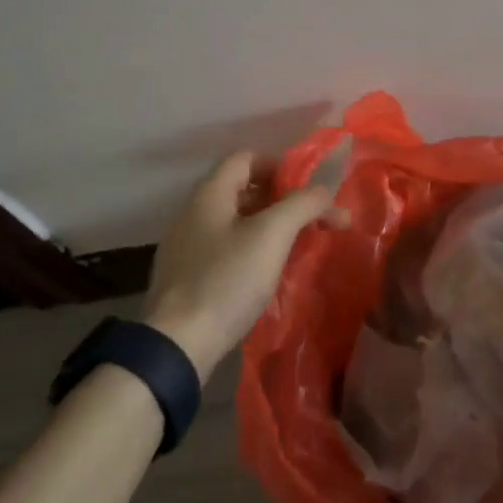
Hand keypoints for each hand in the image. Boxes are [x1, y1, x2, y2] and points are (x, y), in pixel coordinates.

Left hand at [139, 152, 346, 383]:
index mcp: (210, 194)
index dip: (280, 166)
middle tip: (313, 219)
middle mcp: (194, 213)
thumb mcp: (272, 234)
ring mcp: (187, 247)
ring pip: (237, 222)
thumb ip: (303, 204)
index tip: (308, 190)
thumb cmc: (227, 279)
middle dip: (283, 199)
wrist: (178, 345)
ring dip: (271, 227)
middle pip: (244, 189)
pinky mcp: (188, 278)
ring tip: (299, 246)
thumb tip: (325, 190)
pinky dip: (253, 250)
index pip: (246, 158)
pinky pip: (227, 249)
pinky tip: (270, 273)